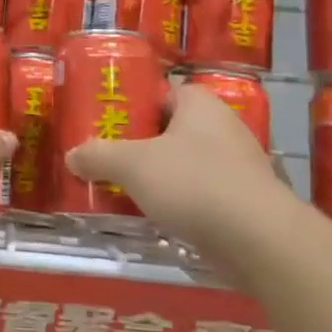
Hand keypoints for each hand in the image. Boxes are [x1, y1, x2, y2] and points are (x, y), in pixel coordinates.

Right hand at [67, 84, 296, 247]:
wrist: (259, 240)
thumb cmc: (193, 183)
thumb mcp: (132, 165)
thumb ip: (98, 156)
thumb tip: (72, 155)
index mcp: (199, 103)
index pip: (161, 92)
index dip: (133, 105)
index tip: (106, 122)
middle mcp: (223, 126)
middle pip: (171, 129)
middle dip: (141, 144)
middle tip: (108, 157)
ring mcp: (239, 164)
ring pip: (187, 163)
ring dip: (160, 175)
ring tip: (125, 189)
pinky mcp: (246, 200)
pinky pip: (202, 192)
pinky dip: (181, 201)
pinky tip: (158, 217)